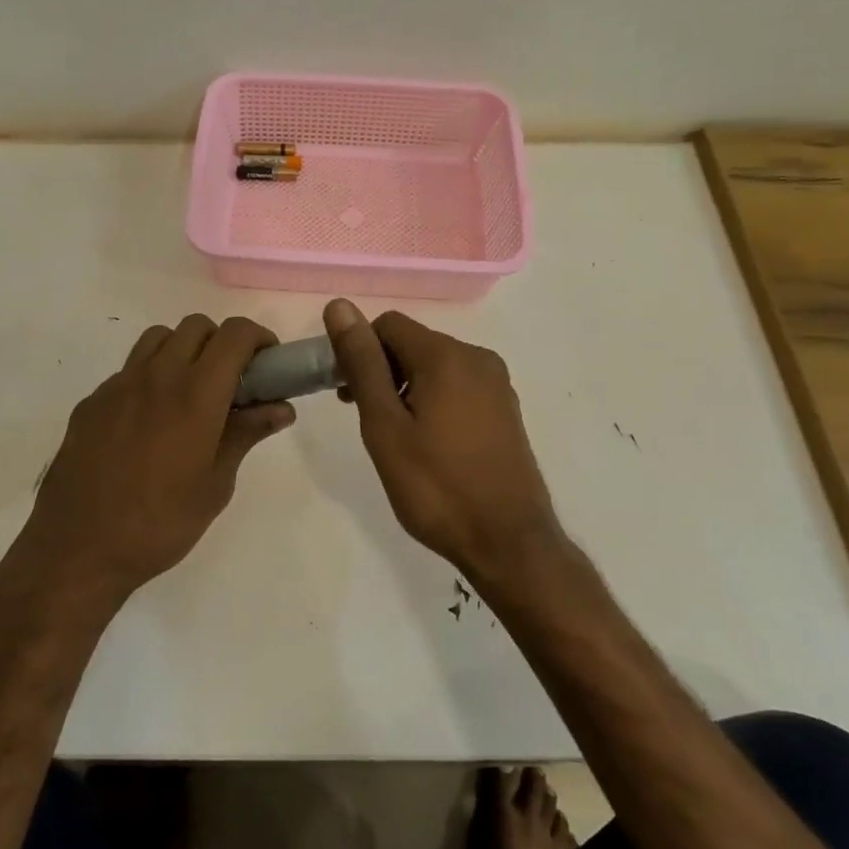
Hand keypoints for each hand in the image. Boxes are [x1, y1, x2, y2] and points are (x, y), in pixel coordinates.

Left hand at [23, 315, 294, 598]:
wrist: (78, 548)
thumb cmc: (160, 524)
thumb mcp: (216, 485)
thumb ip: (246, 435)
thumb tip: (281, 407)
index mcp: (196, 394)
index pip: (235, 334)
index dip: (259, 338)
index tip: (268, 363)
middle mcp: (157, 375)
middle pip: (196, 326)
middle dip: (222, 342)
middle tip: (232, 381)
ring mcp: (118, 385)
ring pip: (159, 339)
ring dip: (183, 350)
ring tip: (190, 393)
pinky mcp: (92, 401)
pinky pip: (128, 370)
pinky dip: (150, 377)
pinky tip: (150, 421)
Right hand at [325, 298, 558, 575]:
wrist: (508, 543)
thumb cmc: (436, 487)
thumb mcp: (385, 425)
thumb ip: (362, 363)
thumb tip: (339, 306)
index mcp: (446, 355)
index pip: (388, 325)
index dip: (359, 351)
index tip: (345, 393)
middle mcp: (477, 358)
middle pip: (413, 343)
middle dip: (381, 369)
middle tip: (363, 417)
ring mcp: (497, 384)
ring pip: (435, 365)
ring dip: (405, 387)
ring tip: (394, 435)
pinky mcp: (506, 409)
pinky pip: (458, 386)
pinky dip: (432, 399)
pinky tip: (427, 442)